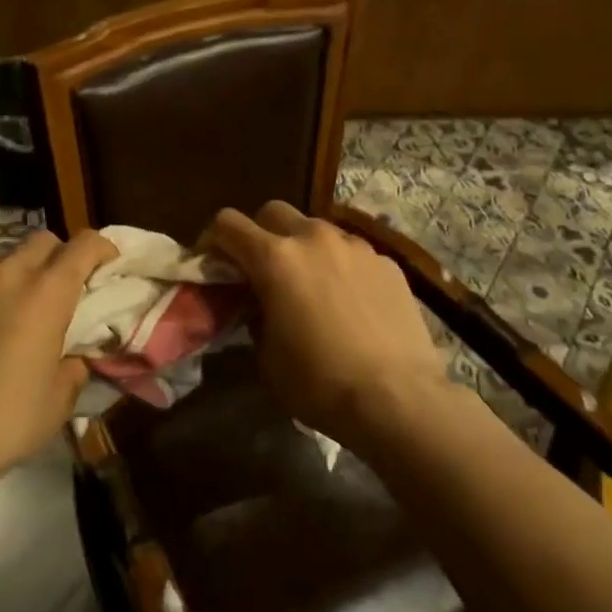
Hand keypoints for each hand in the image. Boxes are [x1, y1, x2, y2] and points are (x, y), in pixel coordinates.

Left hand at [0, 229, 117, 484]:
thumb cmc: (6, 422)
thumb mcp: (59, 401)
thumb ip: (73, 366)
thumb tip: (72, 356)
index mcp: (47, 293)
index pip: (84, 245)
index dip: (101, 248)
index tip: (106, 263)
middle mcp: (7, 274)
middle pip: (42, 242)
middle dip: (58, 257)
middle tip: (58, 290)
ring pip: (0, 258)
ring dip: (15, 275)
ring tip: (8, 309)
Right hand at [207, 202, 450, 444]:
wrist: (398, 400)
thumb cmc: (320, 383)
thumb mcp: (266, 357)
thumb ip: (254, 316)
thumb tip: (259, 305)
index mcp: (275, 258)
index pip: (227, 223)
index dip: (213, 240)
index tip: (213, 263)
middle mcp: (314, 238)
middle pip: (273, 211)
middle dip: (260, 233)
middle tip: (262, 269)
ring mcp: (355, 246)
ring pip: (316, 228)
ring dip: (303, 247)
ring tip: (310, 285)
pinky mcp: (386, 262)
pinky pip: (351, 252)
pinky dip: (339, 266)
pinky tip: (349, 301)